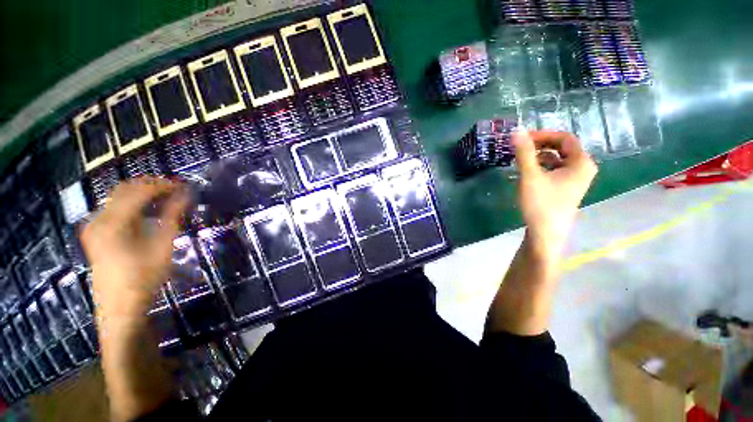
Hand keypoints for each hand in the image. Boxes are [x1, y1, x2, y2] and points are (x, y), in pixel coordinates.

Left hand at [81, 177, 188, 319]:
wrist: (120, 307)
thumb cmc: (144, 278)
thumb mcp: (163, 245)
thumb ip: (173, 216)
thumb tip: (186, 195)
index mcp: (114, 221)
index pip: (141, 190)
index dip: (164, 185)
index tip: (185, 186)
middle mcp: (99, 218)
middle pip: (126, 189)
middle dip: (153, 185)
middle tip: (177, 190)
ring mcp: (94, 225)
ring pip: (120, 197)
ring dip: (144, 194)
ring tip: (167, 199)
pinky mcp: (96, 233)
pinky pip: (115, 209)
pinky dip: (134, 205)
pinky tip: (150, 212)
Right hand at [512, 131, 596, 258]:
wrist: (545, 234)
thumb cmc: (541, 204)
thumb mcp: (530, 176)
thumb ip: (524, 152)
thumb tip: (517, 130)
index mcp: (581, 162)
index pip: (565, 138)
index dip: (543, 135)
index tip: (522, 139)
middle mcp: (583, 168)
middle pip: (563, 148)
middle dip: (541, 145)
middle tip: (520, 148)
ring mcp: (575, 180)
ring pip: (558, 160)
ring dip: (539, 156)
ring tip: (521, 159)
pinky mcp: (566, 189)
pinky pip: (556, 170)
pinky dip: (542, 167)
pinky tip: (528, 172)